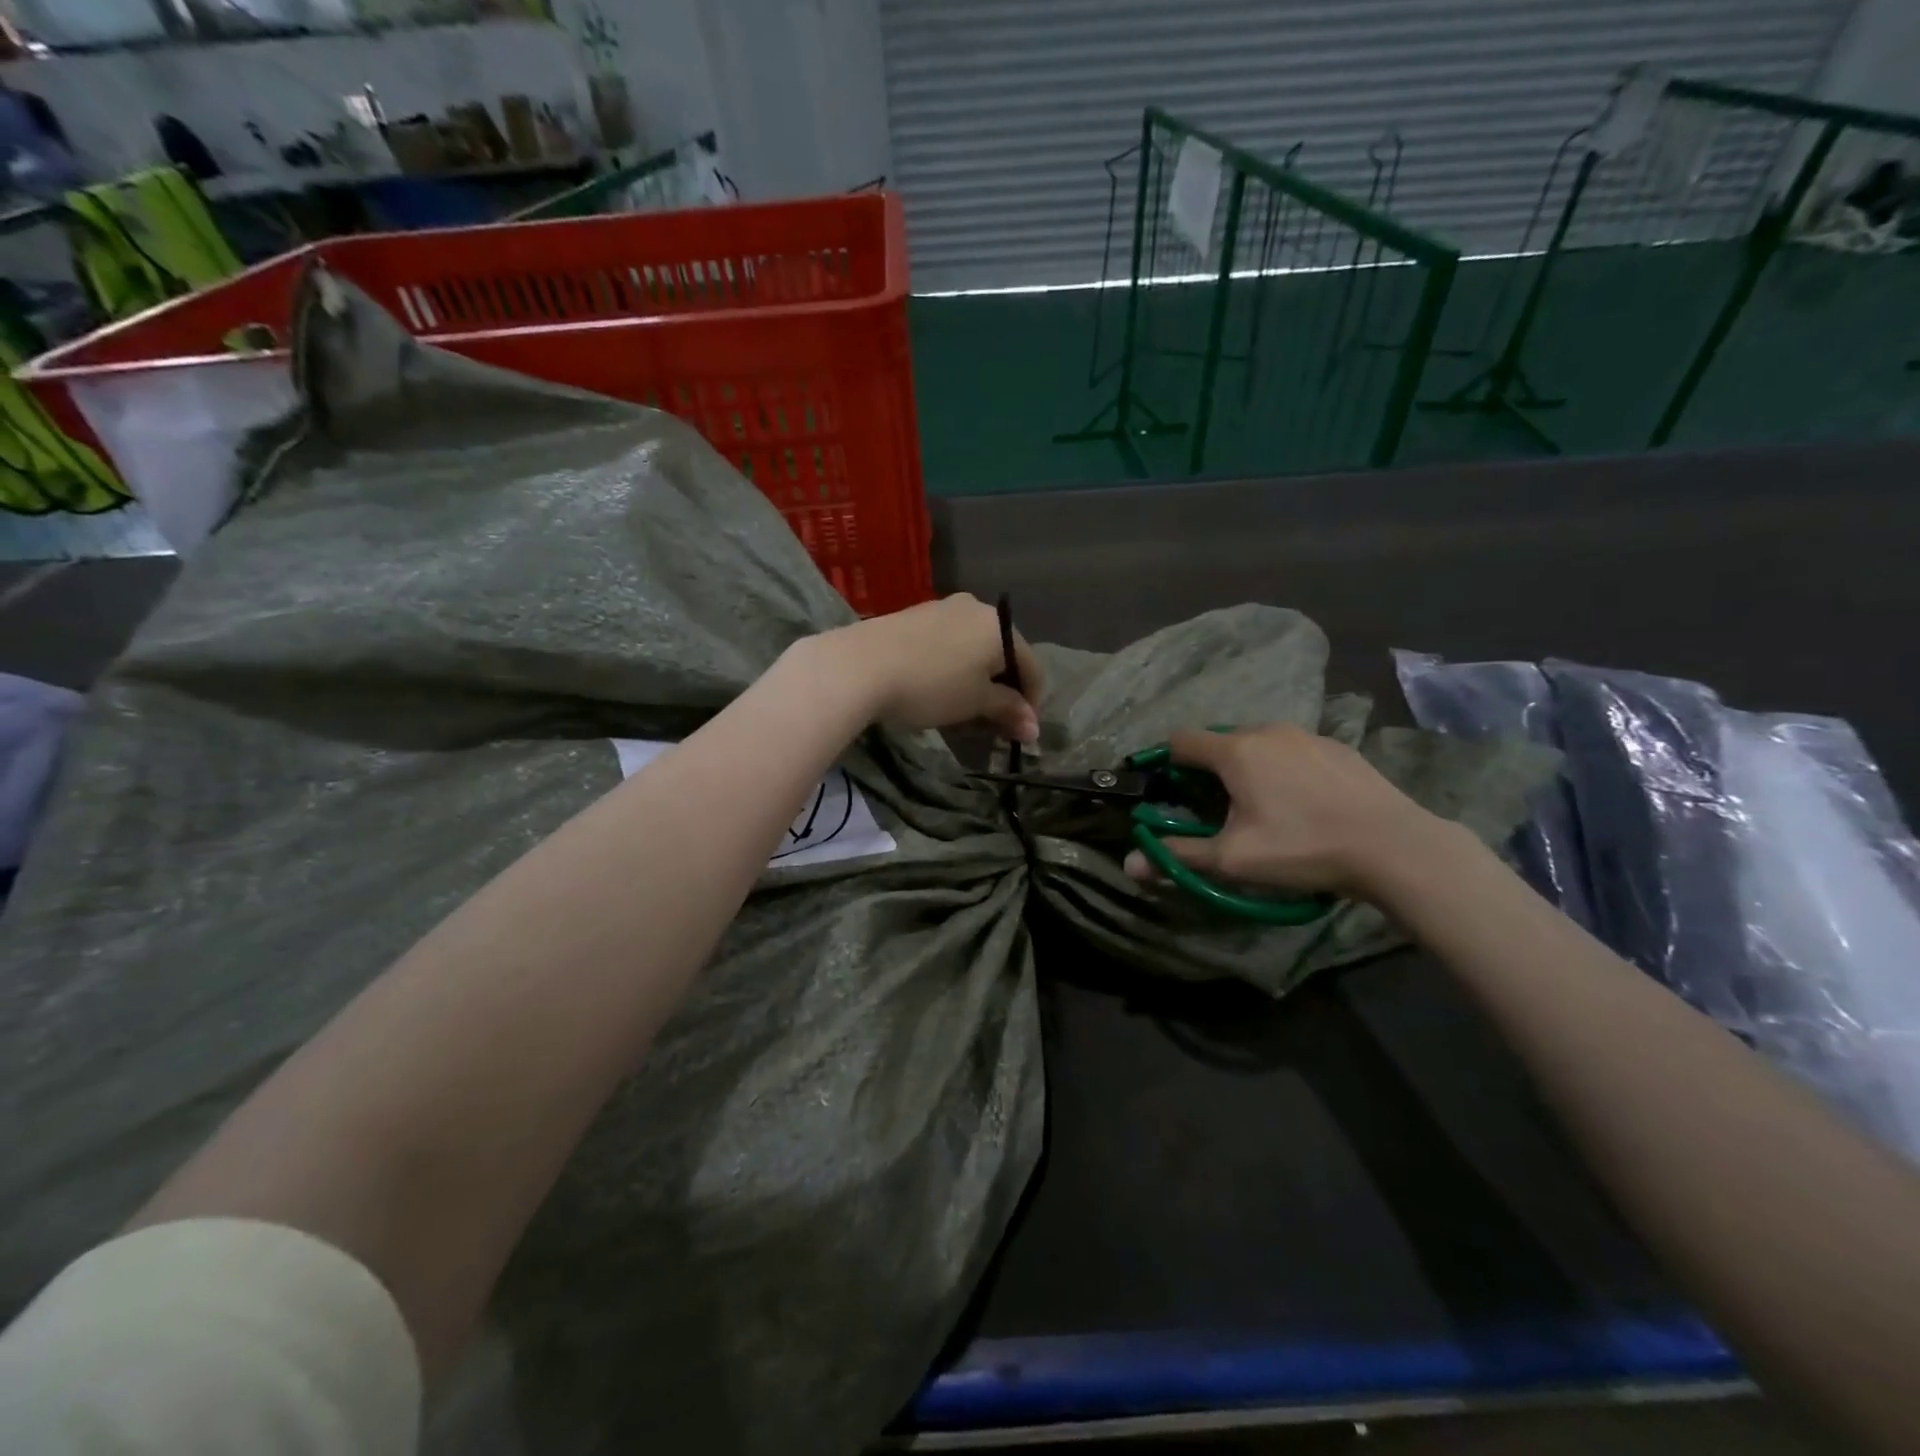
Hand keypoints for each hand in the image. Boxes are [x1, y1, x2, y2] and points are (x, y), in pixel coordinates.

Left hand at [810, 594, 1043, 741]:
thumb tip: (1034, 727)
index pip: (1031, 666)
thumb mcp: (975, 703)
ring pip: (972, 648)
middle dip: (1002, 691)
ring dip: (976, 680)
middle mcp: (975, 608)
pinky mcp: (913, 616)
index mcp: (1000, 626)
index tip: (1020, 732)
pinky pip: (946, 644)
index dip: (1030, 703)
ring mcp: (942, 608)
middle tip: (992, 724)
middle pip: (1002, 654)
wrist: (860, 665)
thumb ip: (1008, 711)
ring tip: (962, 710)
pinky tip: (936, 688)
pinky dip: (951, 667)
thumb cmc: (931, 685)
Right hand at [1123, 724, 1446, 896]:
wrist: (1394, 846)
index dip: (1166, 763)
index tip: (1168, 791)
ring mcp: (1307, 735)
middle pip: (1221, 741)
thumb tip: (1128, 865)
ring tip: (1262, 806)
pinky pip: (1293, 751)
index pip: (1181, 741)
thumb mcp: (1233, 860)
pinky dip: (1284, 768)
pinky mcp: (1338, 747)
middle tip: (1215, 808)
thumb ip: (1178, 856)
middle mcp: (1268, 731)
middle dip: (1209, 769)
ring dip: (1248, 767)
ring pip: (1260, 744)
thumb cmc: (1302, 848)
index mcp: (1236, 750)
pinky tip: (1303, 802)